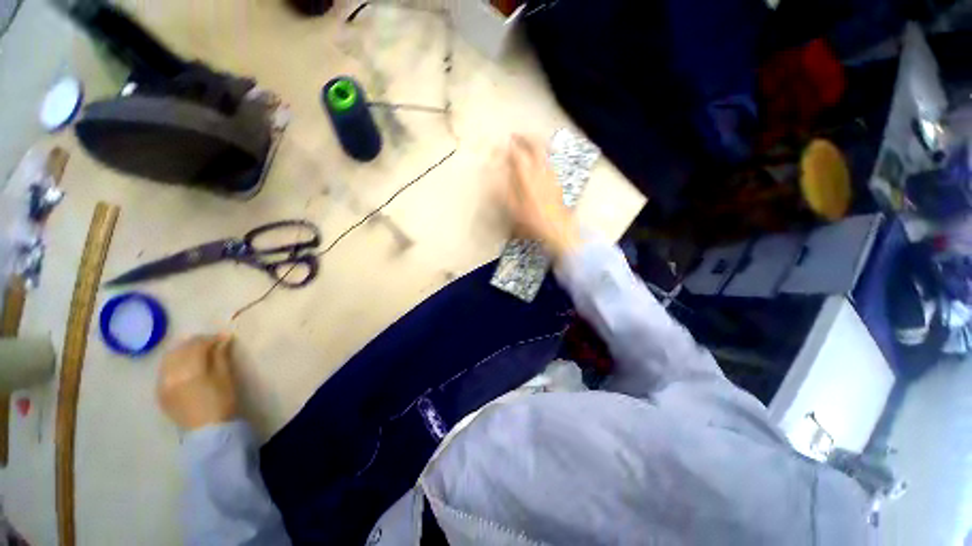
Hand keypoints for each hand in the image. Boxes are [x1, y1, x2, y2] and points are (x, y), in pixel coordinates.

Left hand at [157, 334, 237, 430]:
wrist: (207, 431)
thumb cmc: (222, 402)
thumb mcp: (225, 377)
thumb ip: (221, 356)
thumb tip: (223, 339)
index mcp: (190, 370)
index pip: (197, 345)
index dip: (211, 339)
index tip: (223, 337)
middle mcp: (171, 374)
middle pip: (180, 349)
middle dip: (195, 343)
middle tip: (210, 342)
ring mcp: (162, 384)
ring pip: (169, 358)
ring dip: (183, 351)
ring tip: (197, 352)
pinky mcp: (159, 392)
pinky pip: (164, 370)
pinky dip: (174, 363)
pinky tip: (184, 366)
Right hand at [500, 134, 580, 260]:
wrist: (558, 229)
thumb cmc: (532, 221)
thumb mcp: (514, 208)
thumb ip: (508, 188)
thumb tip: (505, 172)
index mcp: (528, 177)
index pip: (518, 154)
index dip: (510, 147)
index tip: (504, 144)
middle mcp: (542, 170)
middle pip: (536, 145)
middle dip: (525, 137)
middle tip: (516, 136)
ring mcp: (553, 174)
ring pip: (546, 150)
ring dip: (536, 143)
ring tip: (528, 143)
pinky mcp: (559, 180)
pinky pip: (551, 160)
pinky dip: (544, 154)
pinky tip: (540, 160)